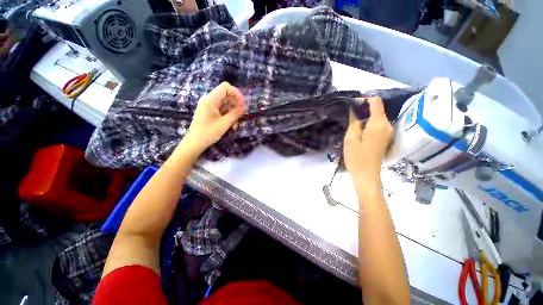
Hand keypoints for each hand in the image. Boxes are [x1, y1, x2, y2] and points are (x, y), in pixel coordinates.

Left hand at [182, 82, 246, 153]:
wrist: (195, 143)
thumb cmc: (208, 133)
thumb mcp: (225, 123)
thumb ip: (235, 113)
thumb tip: (245, 106)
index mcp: (211, 100)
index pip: (226, 87)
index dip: (236, 93)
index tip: (242, 104)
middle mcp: (209, 100)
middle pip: (227, 96)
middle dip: (236, 105)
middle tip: (241, 115)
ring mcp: (209, 106)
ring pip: (226, 104)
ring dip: (233, 113)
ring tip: (235, 125)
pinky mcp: (210, 112)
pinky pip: (222, 110)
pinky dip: (228, 116)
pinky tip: (232, 126)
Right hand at [343, 96, 392, 182]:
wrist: (367, 175)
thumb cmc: (356, 157)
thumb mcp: (351, 138)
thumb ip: (354, 121)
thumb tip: (354, 109)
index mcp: (378, 124)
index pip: (376, 102)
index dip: (364, 99)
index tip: (352, 104)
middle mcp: (387, 125)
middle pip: (378, 108)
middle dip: (364, 108)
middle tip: (349, 113)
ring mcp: (388, 132)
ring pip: (377, 116)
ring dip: (366, 116)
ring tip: (352, 120)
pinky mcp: (386, 137)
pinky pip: (378, 124)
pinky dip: (369, 122)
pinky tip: (359, 128)